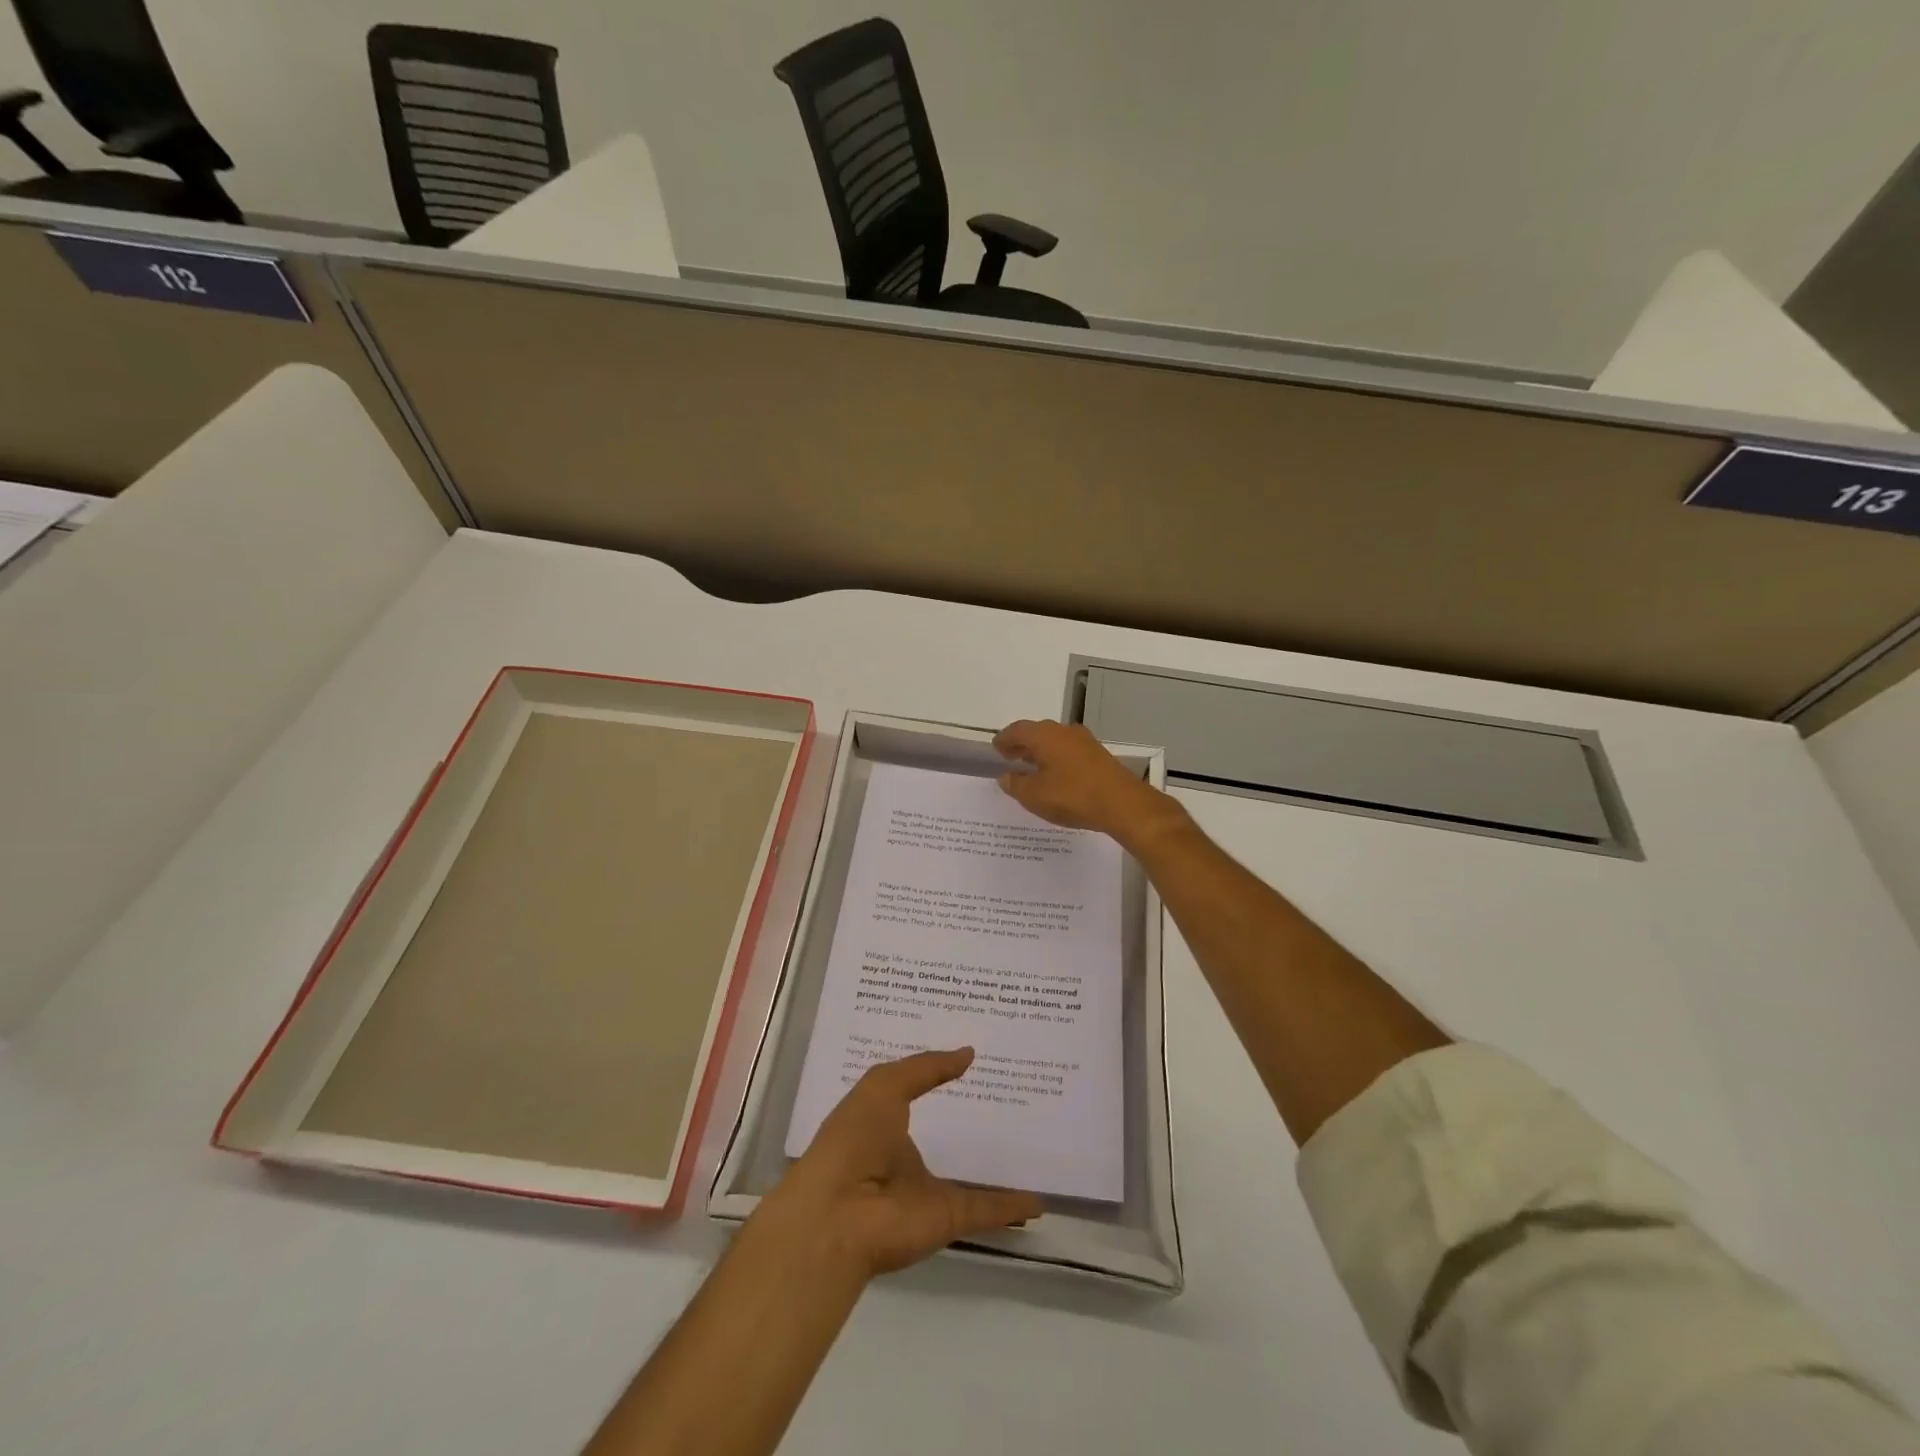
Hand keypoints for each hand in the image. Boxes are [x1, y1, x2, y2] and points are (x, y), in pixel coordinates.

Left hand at [766, 1048, 1042, 1277]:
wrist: (838, 1215)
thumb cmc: (854, 1139)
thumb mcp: (885, 1086)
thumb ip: (926, 1067)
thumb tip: (968, 1052)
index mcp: (884, 1122)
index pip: (915, 1094)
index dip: (938, 1077)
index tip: (971, 1059)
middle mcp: (904, 1158)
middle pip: (944, 1137)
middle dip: (969, 1122)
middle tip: (1011, 1097)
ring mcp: (927, 1191)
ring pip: (969, 1179)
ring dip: (995, 1170)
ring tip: (1031, 1148)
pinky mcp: (947, 1219)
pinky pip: (986, 1210)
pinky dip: (1011, 1207)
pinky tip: (1039, 1200)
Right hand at [993, 719, 1175, 841]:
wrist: (1122, 803)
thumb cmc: (1072, 796)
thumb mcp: (1034, 796)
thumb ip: (1016, 784)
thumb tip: (1006, 777)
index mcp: (1044, 735)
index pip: (1017, 730)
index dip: (1004, 739)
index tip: (996, 748)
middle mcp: (1063, 731)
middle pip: (1037, 732)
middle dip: (1022, 744)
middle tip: (1010, 757)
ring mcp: (1084, 741)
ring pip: (1055, 741)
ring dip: (1041, 751)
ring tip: (1031, 767)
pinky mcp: (1098, 755)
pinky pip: (1069, 751)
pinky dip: (1057, 758)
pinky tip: (1056, 775)